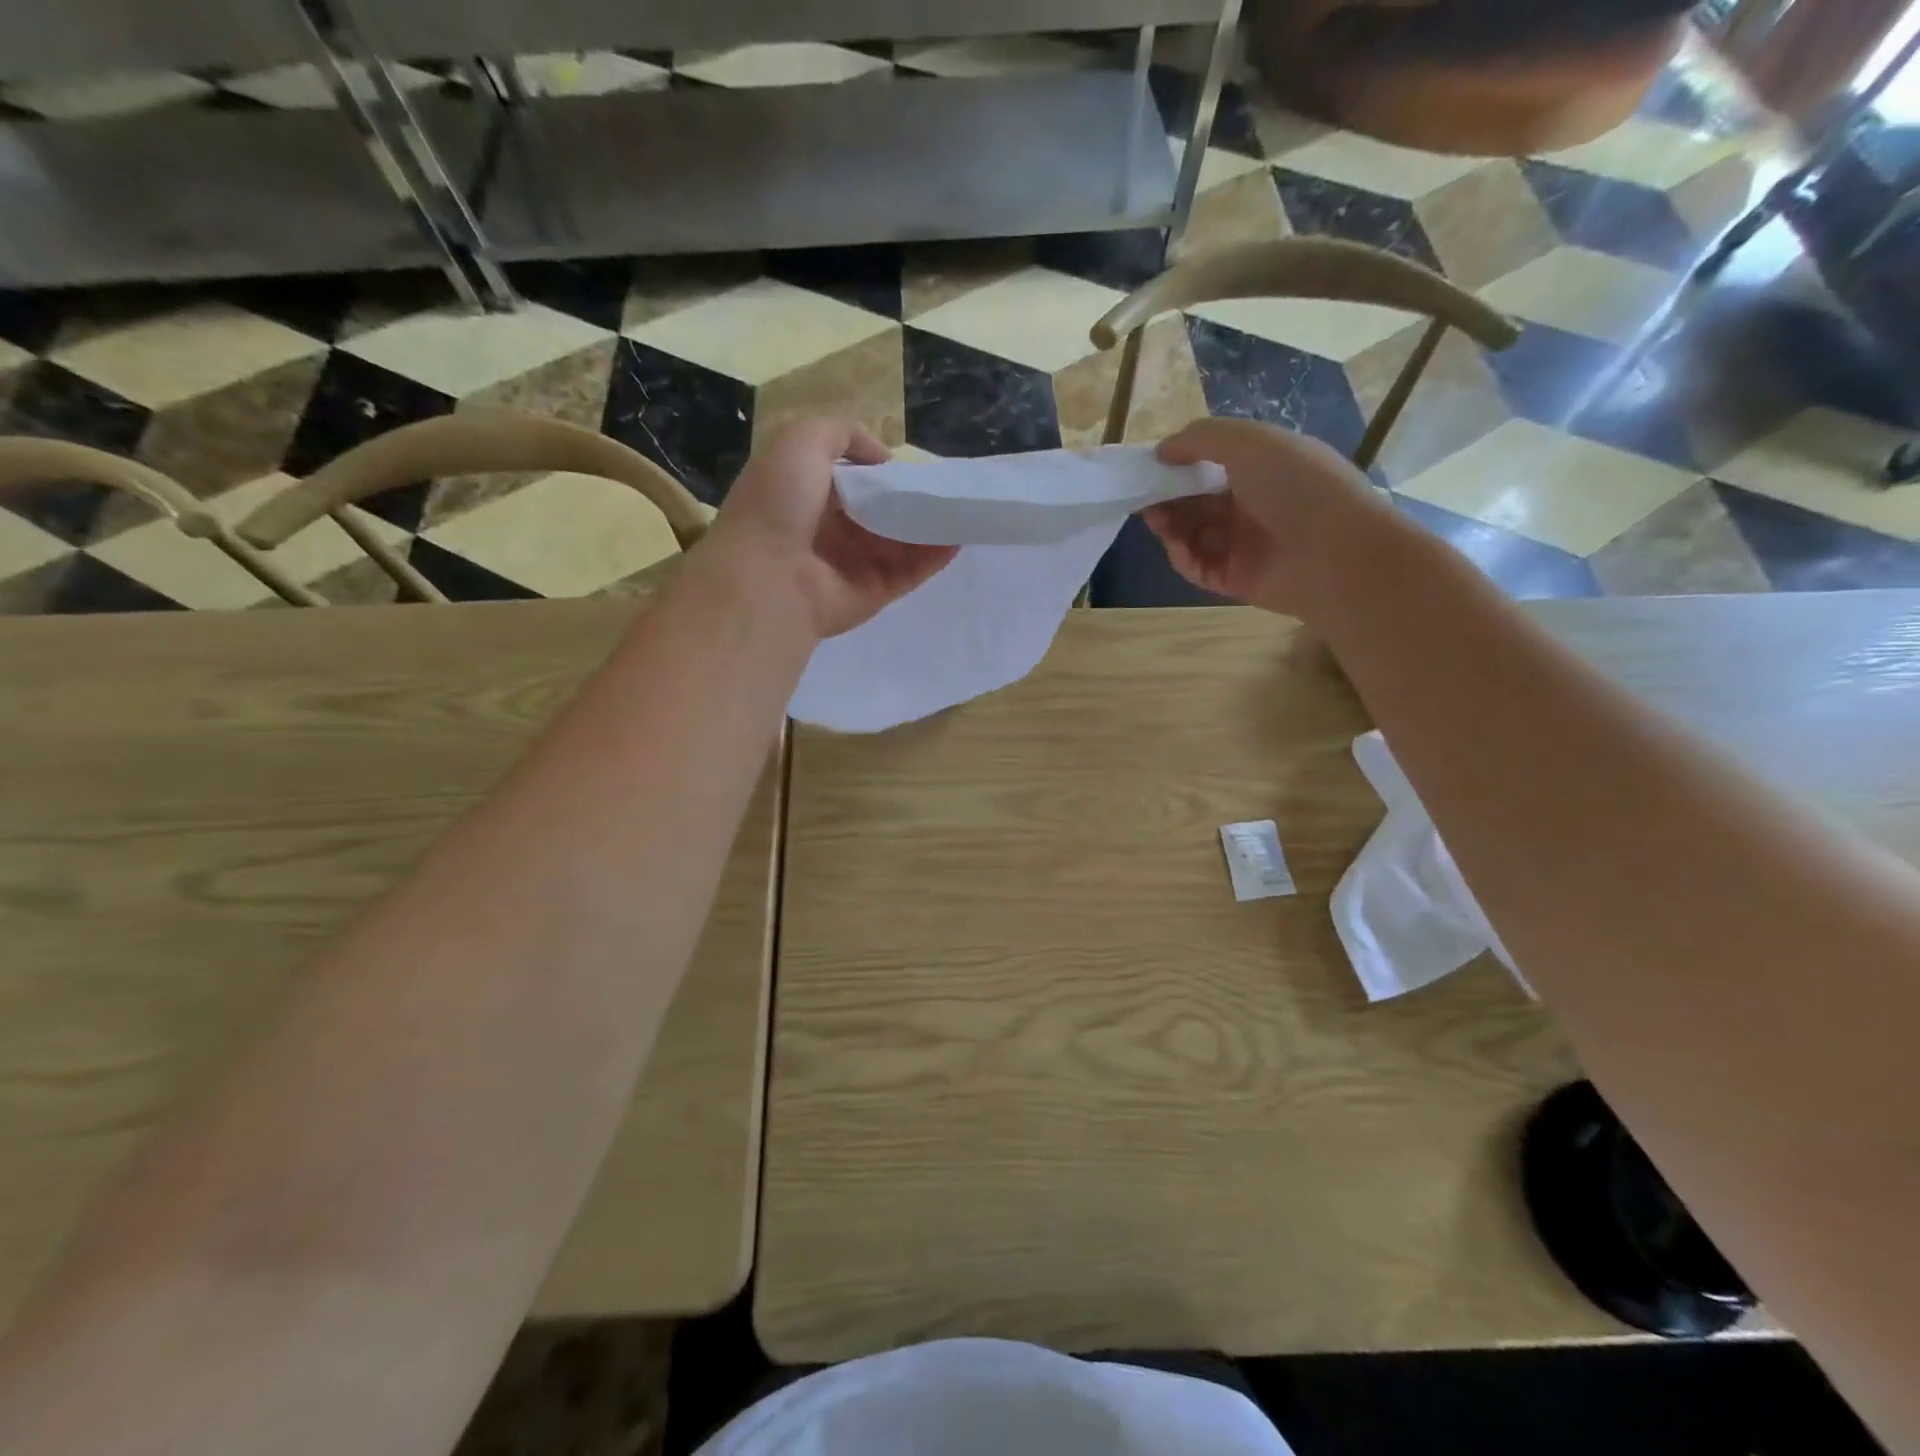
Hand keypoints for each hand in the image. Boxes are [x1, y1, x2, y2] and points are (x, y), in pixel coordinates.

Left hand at [705, 419, 957, 639]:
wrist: (769, 576)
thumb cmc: (779, 502)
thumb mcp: (801, 439)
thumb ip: (842, 433)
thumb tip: (882, 460)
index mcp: (805, 494)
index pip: (850, 479)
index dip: (878, 470)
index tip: (910, 464)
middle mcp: (828, 530)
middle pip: (880, 511)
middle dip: (910, 498)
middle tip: (944, 485)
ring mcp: (853, 564)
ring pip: (900, 541)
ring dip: (930, 525)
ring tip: (962, 507)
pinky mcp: (874, 592)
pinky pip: (911, 570)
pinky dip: (935, 555)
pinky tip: (958, 537)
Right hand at [1145, 417, 1401, 618]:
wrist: (1337, 554)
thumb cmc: (1297, 485)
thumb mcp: (1250, 442)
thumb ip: (1201, 438)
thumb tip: (1162, 451)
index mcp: (1265, 467)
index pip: (1213, 464)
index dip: (1181, 463)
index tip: (1153, 464)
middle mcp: (1255, 504)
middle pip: (1198, 500)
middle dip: (1169, 496)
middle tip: (1144, 495)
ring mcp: (1246, 544)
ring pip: (1194, 533)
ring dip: (1170, 525)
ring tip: (1154, 518)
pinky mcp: (1236, 579)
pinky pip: (1199, 566)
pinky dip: (1183, 555)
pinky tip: (1176, 545)